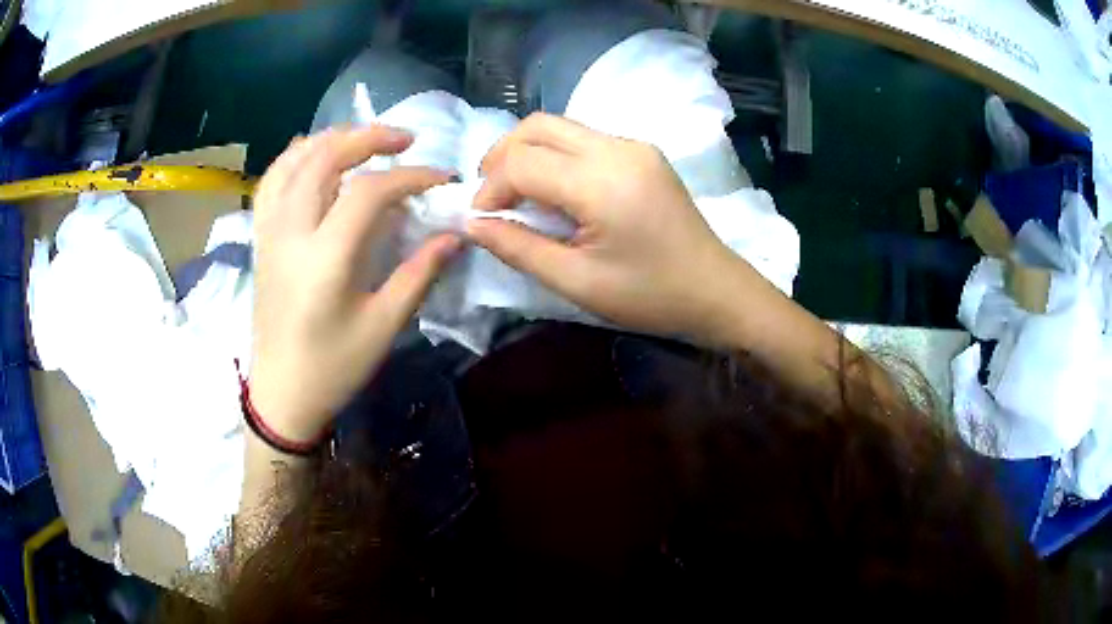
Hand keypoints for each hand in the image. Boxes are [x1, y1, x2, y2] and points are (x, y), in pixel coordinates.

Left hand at [250, 126, 460, 442]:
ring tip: (363, 139)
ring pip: (294, 160)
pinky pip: (271, 181)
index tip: (442, 180)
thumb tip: (454, 235)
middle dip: (369, 137)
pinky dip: (295, 157)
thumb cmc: (332, 367)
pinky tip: (316, 156)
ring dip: (332, 139)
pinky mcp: (260, 238)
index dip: (411, 176)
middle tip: (405, 140)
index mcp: (324, 257)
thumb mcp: (383, 326)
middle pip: (325, 157)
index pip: (370, 191)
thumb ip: (419, 273)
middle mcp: (291, 232)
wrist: (281, 394)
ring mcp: (270, 232)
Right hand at [468, 113, 746, 341]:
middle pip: (537, 126)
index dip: (490, 188)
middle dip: (502, 157)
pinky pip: (584, 139)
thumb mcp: (577, 282)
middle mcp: (617, 148)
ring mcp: (634, 145)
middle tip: (491, 197)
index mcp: (602, 182)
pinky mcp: (643, 152)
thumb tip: (472, 224)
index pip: (522, 162)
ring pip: (560, 127)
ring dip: (528, 153)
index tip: (482, 221)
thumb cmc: (650, 295)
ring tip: (518, 194)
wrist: (716, 291)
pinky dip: (556, 157)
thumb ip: (518, 248)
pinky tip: (556, 190)